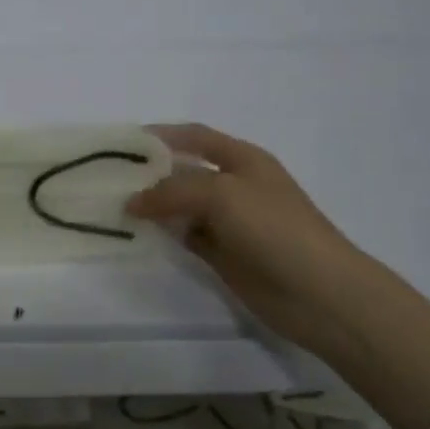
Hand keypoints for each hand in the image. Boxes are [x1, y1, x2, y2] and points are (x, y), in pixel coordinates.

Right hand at [126, 123, 367, 349]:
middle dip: (150, 171)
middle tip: (108, 177)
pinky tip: (138, 233)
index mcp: (242, 159)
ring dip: (153, 205)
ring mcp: (230, 221)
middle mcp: (234, 185)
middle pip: (184, 171)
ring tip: (113, 205)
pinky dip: (164, 233)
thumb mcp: (221, 194)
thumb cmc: (275, 228)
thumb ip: (173, 191)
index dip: (162, 135)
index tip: (123, 141)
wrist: (321, 293)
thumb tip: (133, 202)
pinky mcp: (224, 254)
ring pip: (182, 206)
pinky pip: (186, 236)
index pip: (195, 136)